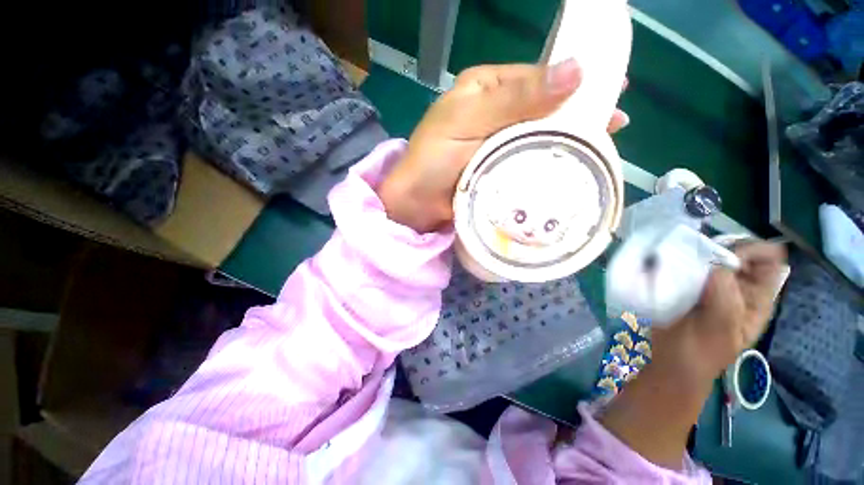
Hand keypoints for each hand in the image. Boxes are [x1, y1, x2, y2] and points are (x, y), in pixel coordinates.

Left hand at [377, 59, 629, 232]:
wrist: (417, 204)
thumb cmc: (433, 159)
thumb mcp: (468, 121)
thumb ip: (515, 99)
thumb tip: (576, 70)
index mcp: (485, 90)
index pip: (536, 79)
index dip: (572, 83)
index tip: (611, 90)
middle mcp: (494, 114)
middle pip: (542, 109)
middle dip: (576, 114)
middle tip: (612, 125)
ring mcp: (497, 145)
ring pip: (538, 136)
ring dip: (566, 141)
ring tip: (601, 146)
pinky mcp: (498, 171)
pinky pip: (528, 162)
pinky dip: (547, 164)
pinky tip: (569, 167)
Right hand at [651, 242, 787, 383]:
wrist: (670, 361)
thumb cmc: (698, 350)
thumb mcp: (719, 327)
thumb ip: (723, 294)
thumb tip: (714, 263)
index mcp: (757, 297)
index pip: (769, 259)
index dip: (751, 250)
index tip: (723, 256)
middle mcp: (738, 287)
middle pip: (738, 252)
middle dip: (719, 248)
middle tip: (695, 258)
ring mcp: (712, 286)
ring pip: (711, 256)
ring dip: (696, 253)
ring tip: (677, 262)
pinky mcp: (688, 286)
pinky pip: (688, 264)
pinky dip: (680, 260)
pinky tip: (667, 266)